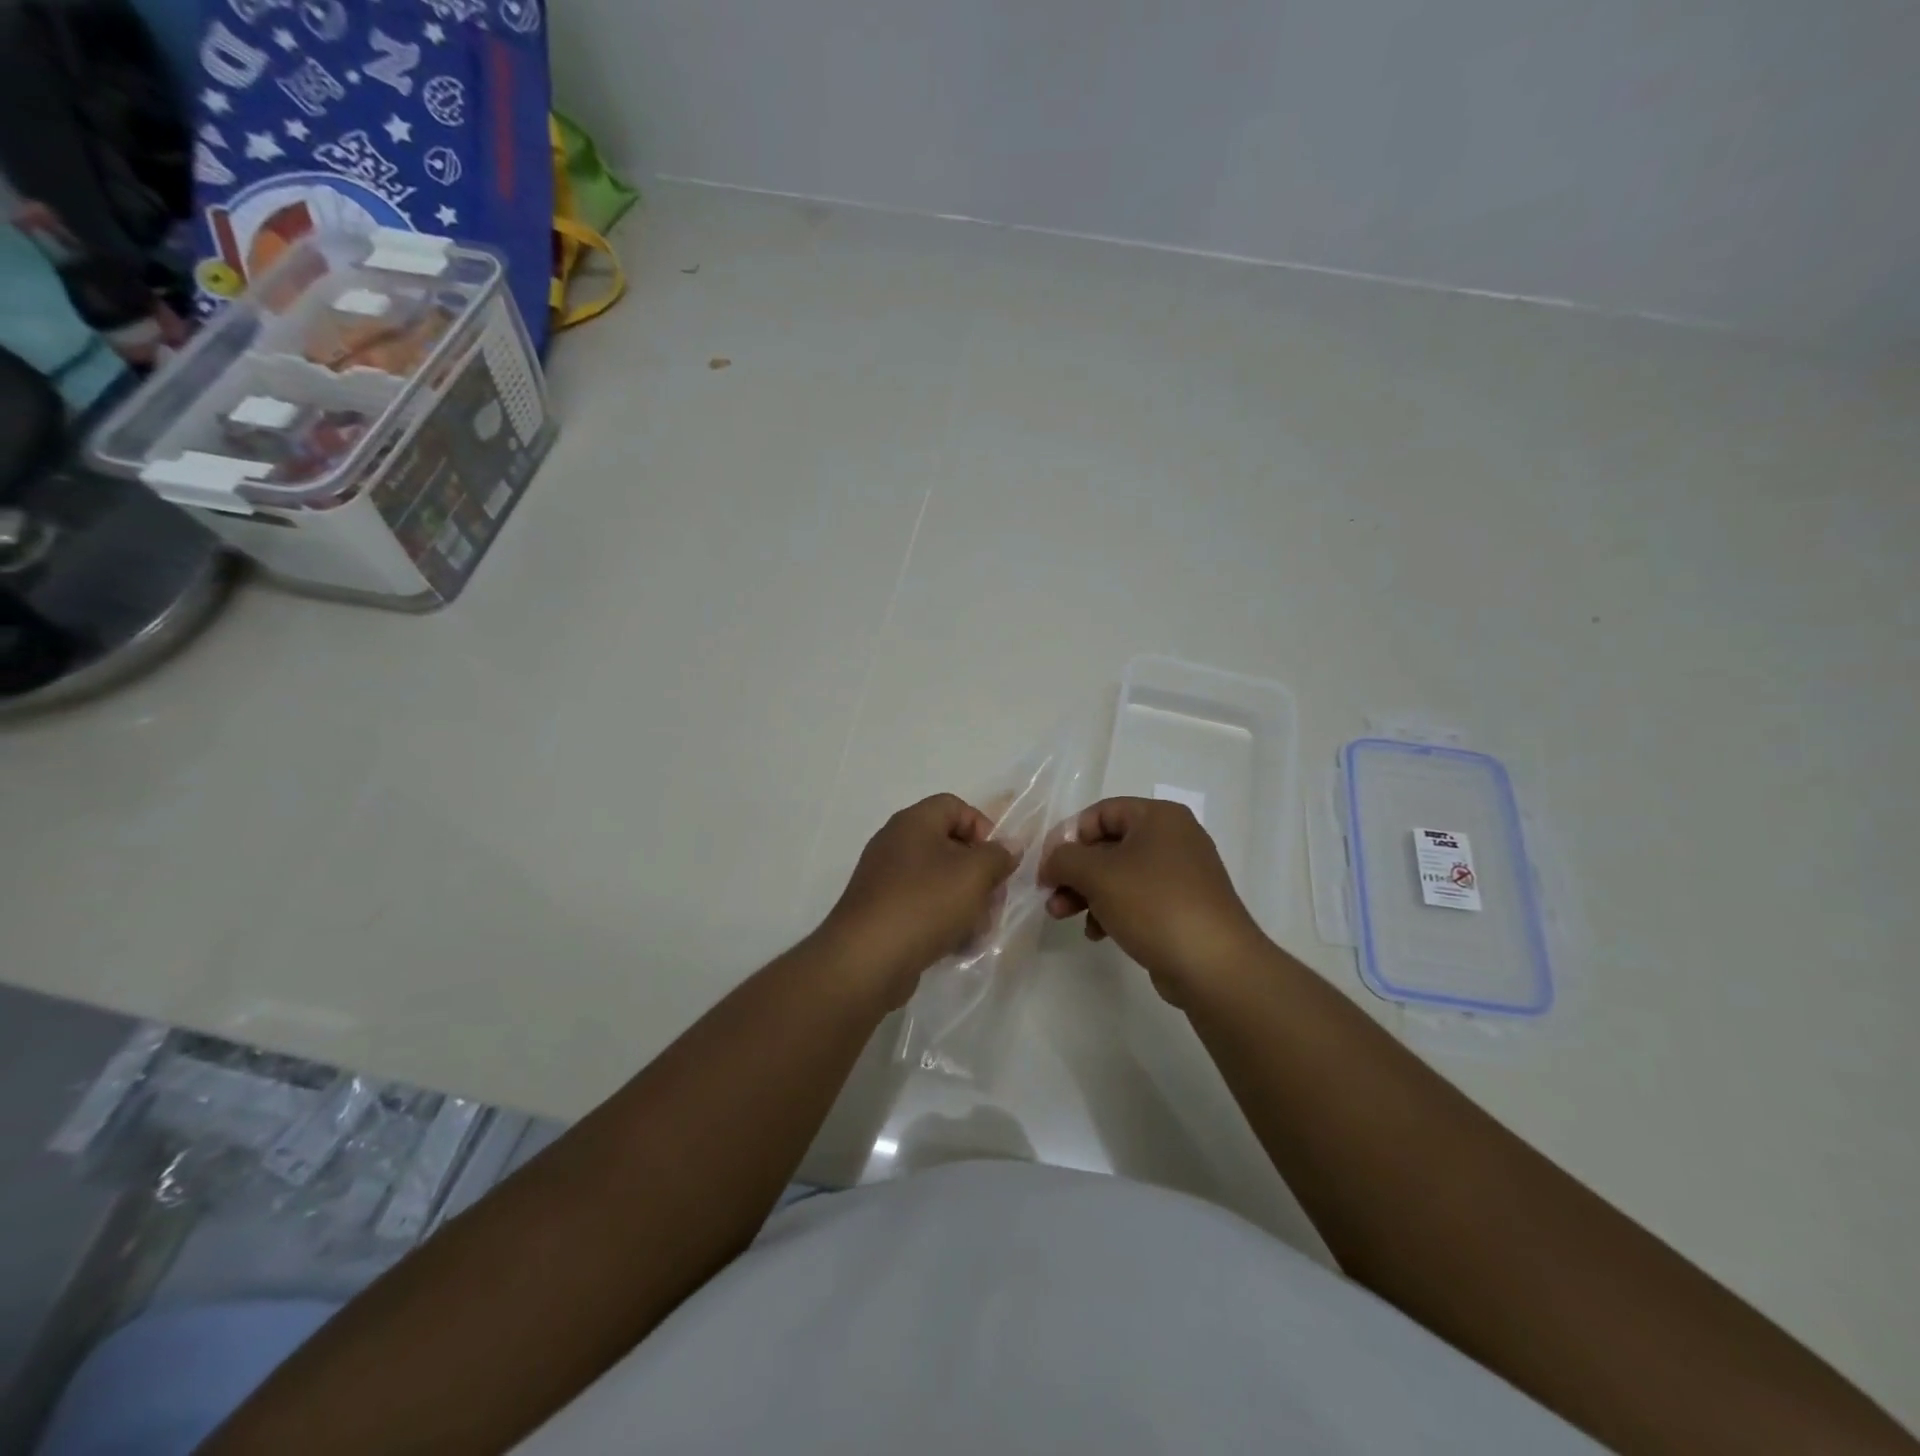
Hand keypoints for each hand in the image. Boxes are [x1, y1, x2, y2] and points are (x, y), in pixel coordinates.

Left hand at [819, 794, 1017, 1005]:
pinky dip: (943, 921)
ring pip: (939, 881)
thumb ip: (998, 855)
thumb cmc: (924, 904)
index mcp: (913, 822)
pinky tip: (957, 945)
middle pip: (950, 846)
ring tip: (978, 930)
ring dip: (966, 902)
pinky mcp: (883, 912)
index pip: (956, 807)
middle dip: (979, 873)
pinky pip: (922, 906)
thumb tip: (1009, 846)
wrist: (867, 960)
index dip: (984, 828)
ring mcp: (885, 879)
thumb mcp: (974, 874)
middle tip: (994, 901)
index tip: (999, 861)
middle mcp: (896, 843)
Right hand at [1039, 797, 1267, 1004]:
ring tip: (1063, 917)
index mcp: (1158, 817)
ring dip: (1086, 893)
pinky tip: (1098, 933)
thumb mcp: (1097, 874)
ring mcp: (1181, 874)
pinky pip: (1137, 899)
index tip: (1046, 867)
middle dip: (1073, 871)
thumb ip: (1064, 859)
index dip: (1067, 837)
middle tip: (1050, 895)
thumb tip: (1051, 862)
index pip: (1100, 813)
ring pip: (1119, 874)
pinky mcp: (1183, 907)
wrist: (1213, 965)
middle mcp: (1173, 838)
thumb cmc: (1154, 904)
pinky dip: (1112, 910)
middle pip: (1108, 845)